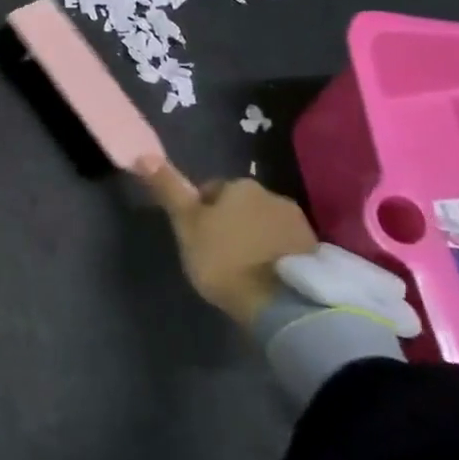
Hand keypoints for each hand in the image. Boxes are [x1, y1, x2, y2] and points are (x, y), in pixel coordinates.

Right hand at [134, 158, 317, 327]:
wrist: (281, 305)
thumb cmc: (224, 259)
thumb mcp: (186, 224)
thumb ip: (168, 189)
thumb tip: (143, 154)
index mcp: (239, 186)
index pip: (212, 191)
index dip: (200, 214)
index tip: (196, 238)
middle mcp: (272, 194)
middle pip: (241, 206)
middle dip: (230, 223)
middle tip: (217, 255)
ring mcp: (298, 222)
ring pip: (264, 224)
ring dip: (253, 238)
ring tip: (242, 268)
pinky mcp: (314, 250)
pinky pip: (284, 245)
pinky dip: (273, 254)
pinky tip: (264, 276)